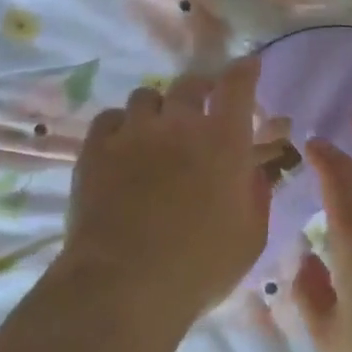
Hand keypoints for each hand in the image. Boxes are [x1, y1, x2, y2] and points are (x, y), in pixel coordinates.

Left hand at [63, 56, 269, 315]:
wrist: (123, 285)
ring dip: (159, 109)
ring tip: (158, 131)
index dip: (244, 71)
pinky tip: (124, 146)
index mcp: (223, 141)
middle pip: (190, 84)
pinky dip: (122, 126)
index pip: (237, 85)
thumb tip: (251, 170)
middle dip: (201, 90)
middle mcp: (179, 124)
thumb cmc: (199, 266)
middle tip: (202, 109)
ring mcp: (133, 133)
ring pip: (147, 96)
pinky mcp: (96, 149)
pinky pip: (110, 118)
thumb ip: (256, 194)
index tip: (248, 66)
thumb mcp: (250, 236)